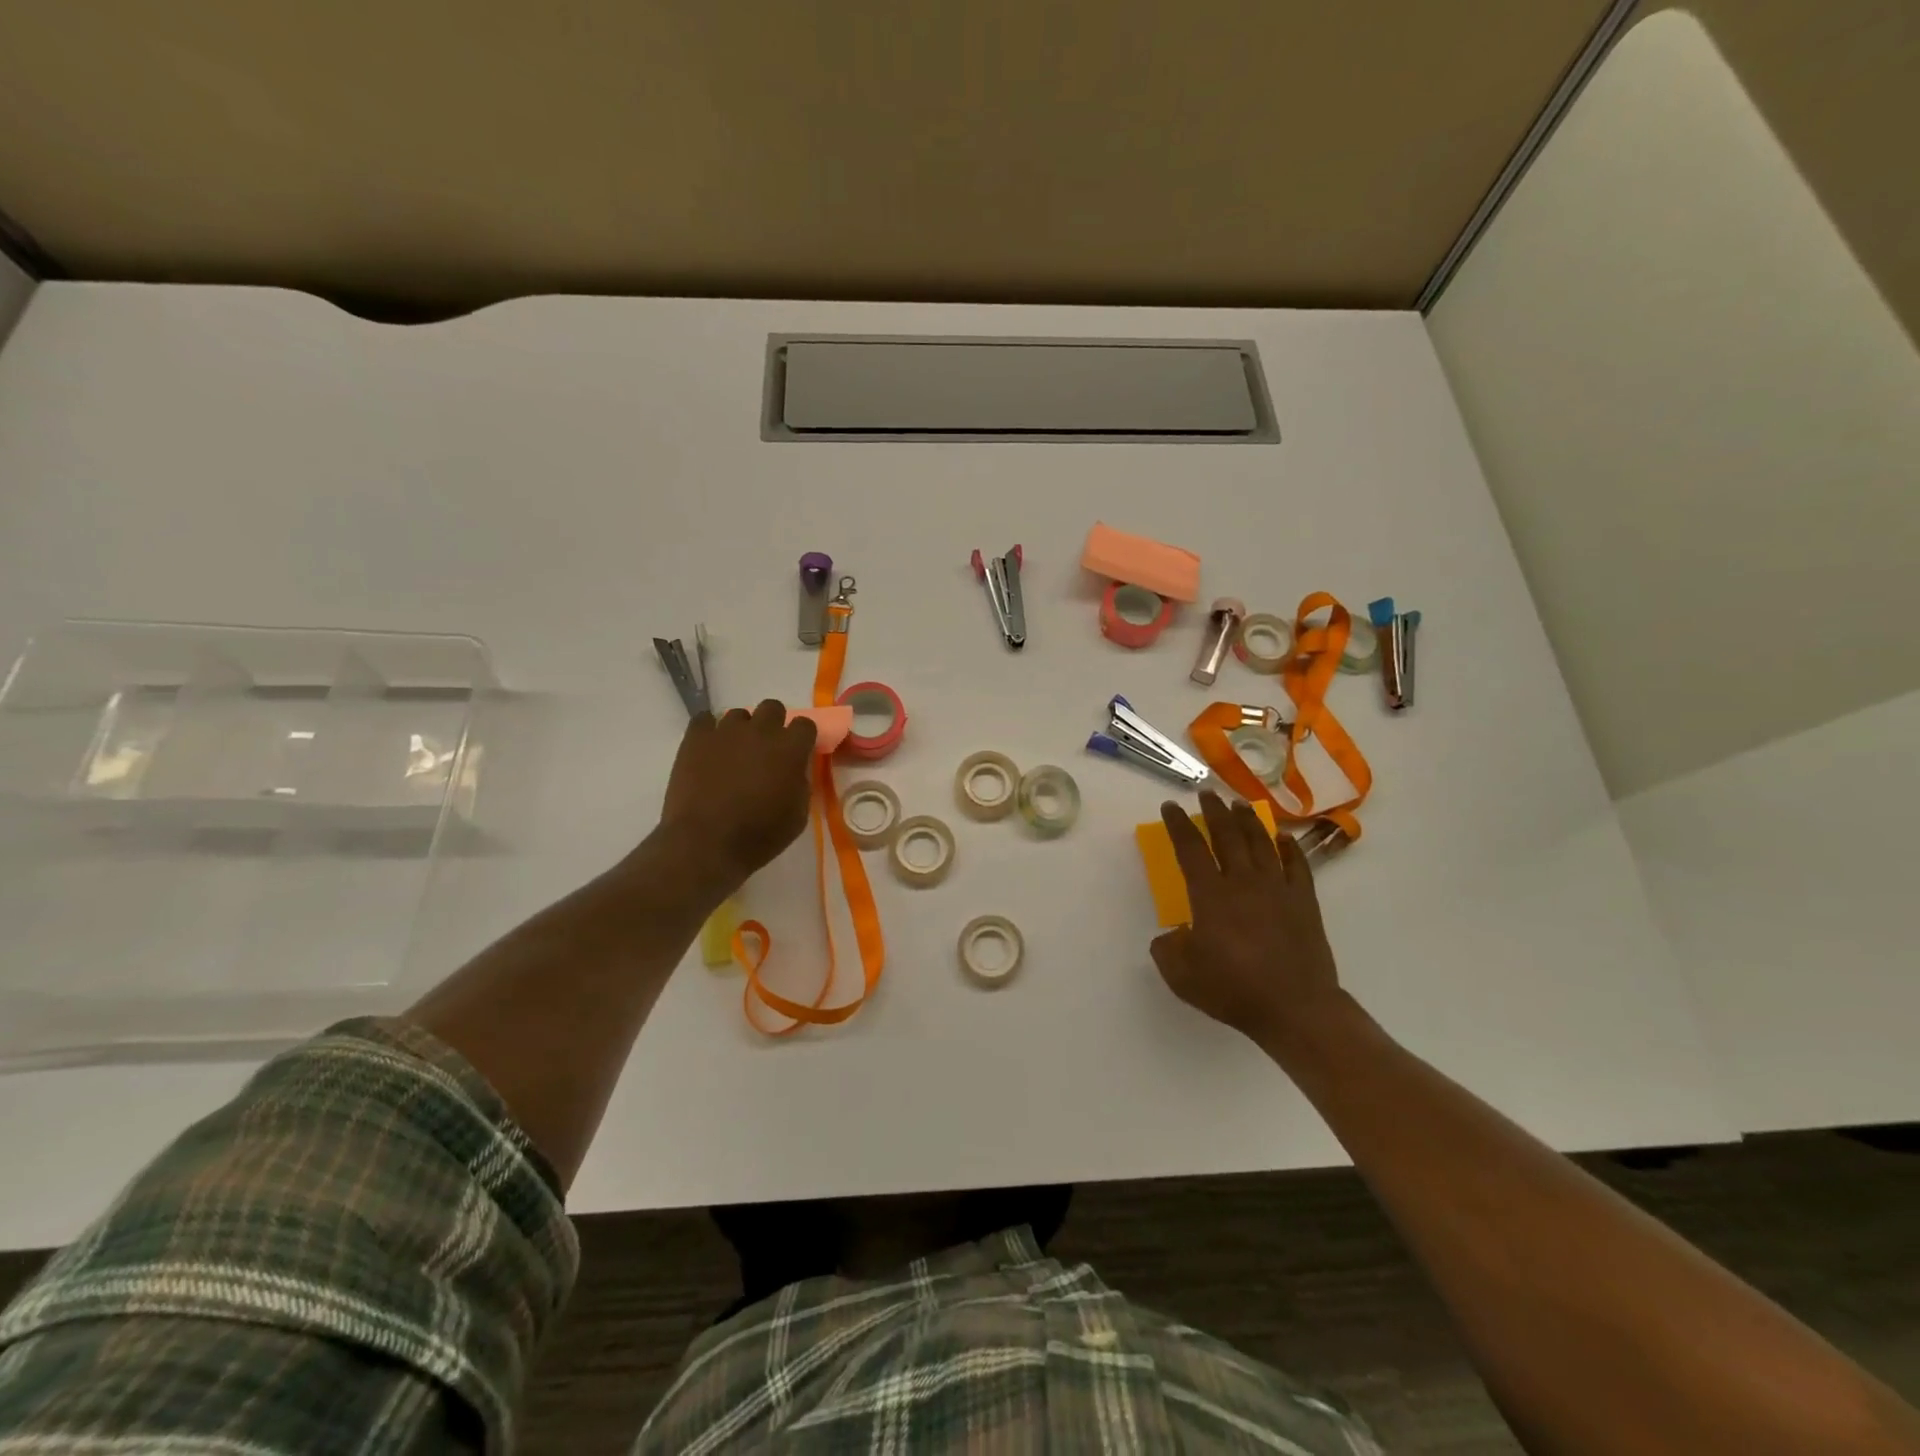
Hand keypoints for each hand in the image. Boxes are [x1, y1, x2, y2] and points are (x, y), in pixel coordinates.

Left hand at [654, 700, 816, 898]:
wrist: (706, 844)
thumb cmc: (759, 835)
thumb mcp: (798, 815)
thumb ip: (801, 783)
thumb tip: (795, 770)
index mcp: (791, 749)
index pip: (805, 724)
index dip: (802, 738)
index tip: (797, 753)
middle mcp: (761, 731)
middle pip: (773, 708)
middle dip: (773, 724)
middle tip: (766, 750)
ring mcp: (726, 731)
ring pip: (738, 714)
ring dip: (741, 730)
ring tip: (733, 754)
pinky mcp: (695, 738)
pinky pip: (704, 719)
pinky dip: (709, 730)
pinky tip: (708, 750)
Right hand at [1150, 791, 1341, 1047]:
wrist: (1295, 1008)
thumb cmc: (1233, 990)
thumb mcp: (1181, 976)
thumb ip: (1167, 950)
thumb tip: (1171, 935)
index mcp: (1210, 895)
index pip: (1190, 849)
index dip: (1178, 825)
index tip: (1171, 807)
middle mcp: (1243, 882)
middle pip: (1227, 836)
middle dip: (1214, 812)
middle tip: (1206, 794)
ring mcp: (1277, 889)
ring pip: (1261, 843)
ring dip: (1248, 820)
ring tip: (1239, 805)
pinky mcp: (1304, 902)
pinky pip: (1296, 864)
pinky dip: (1288, 847)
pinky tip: (1283, 837)